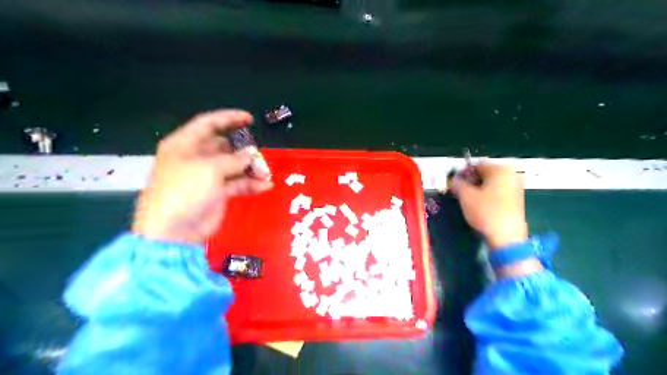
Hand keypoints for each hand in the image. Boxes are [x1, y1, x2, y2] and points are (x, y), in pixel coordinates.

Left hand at [132, 109, 271, 242]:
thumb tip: (251, 154)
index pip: (208, 124)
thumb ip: (233, 159)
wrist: (174, 232)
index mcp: (185, 145)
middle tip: (259, 155)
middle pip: (224, 146)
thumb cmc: (185, 191)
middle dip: (243, 149)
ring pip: (234, 166)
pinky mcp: (217, 193)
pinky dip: (250, 184)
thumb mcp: (209, 169)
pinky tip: (265, 186)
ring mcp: (207, 176)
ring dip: (250, 168)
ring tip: (265, 173)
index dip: (229, 118)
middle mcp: (196, 158)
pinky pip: (237, 184)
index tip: (250, 119)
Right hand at [450, 164, 529, 249]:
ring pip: (491, 183)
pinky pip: (497, 191)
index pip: (476, 165)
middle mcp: (511, 174)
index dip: (461, 173)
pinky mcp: (517, 200)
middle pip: (484, 173)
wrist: (506, 236)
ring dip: (477, 188)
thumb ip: (457, 183)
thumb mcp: (466, 196)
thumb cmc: (485, 211)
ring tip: (466, 198)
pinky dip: (486, 194)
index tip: (452, 182)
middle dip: (469, 180)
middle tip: (458, 190)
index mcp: (500, 169)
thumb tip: (453, 179)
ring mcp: (516, 187)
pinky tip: (478, 204)